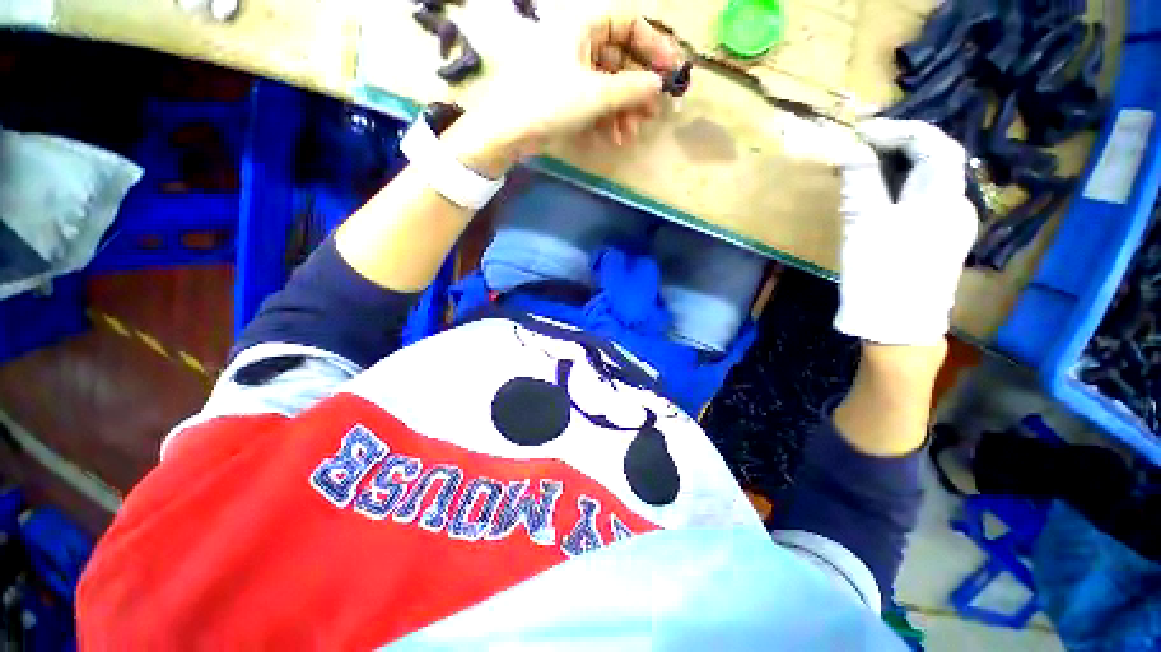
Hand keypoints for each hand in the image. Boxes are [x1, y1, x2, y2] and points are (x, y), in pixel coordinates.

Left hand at [453, 3, 681, 165]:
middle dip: (638, 88)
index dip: (652, 45)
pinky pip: (595, 100)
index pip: (628, 23)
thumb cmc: (550, 102)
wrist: (509, 132)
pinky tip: (615, 138)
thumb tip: (659, 85)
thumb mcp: (596, 94)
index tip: (669, 71)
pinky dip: (607, 118)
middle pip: (620, 58)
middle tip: (653, 111)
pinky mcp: (566, 95)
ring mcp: (572, 71)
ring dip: (624, 109)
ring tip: (632, 133)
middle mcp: (579, 43)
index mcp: (583, 26)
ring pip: (609, 84)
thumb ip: (632, 88)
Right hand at [833, 119, 978, 345]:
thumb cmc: (881, 271)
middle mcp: (957, 204)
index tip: (862, 129)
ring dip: (899, 167)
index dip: (898, 128)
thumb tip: (851, 148)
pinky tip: (879, 198)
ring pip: (929, 181)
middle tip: (861, 146)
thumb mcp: (863, 222)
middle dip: (899, 146)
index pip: (933, 142)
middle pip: (935, 160)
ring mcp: (951, 225)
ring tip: (865, 167)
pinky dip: (900, 189)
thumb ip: (860, 180)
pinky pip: (923, 202)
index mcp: (944, 195)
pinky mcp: (938, 242)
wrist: (897, 325)